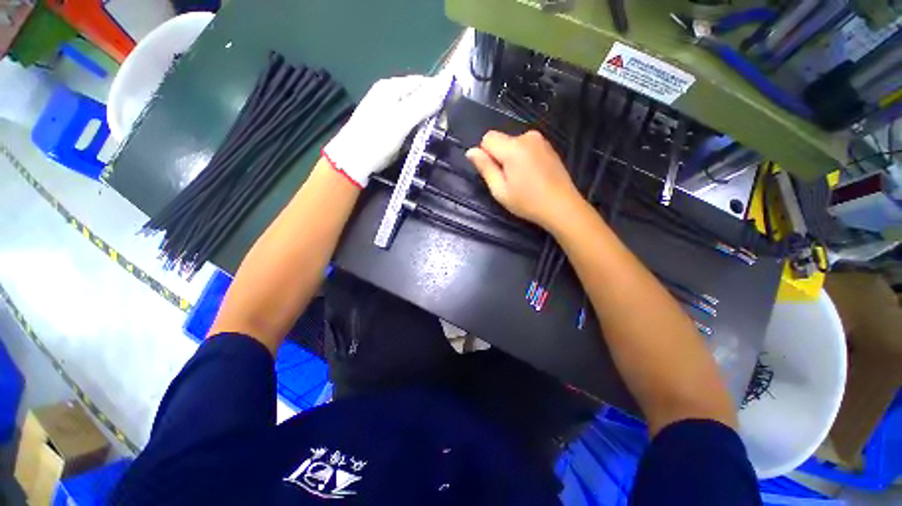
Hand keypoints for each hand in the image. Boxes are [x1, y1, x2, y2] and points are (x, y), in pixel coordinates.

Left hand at [324, 75, 448, 186]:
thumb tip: (446, 87)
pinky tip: (418, 139)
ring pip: (414, 111)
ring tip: (431, 135)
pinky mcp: (387, 126)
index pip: (422, 82)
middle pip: (418, 96)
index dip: (439, 92)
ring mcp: (386, 111)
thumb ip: (423, 104)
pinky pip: (407, 123)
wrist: (352, 162)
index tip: (452, 108)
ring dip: (425, 122)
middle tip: (441, 127)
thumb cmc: (376, 140)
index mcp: (391, 87)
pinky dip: (416, 130)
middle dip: (432, 110)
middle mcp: (389, 95)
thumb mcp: (401, 121)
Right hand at [466, 131, 583, 229]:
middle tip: (509, 180)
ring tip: (523, 179)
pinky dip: (524, 158)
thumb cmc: (528, 202)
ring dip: (512, 158)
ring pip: (514, 144)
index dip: (486, 155)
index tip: (495, 173)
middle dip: (500, 157)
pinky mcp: (549, 146)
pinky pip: (527, 147)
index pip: (488, 138)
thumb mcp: (500, 190)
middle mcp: (527, 136)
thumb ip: (485, 168)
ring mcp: (541, 140)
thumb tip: (471, 151)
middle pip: (502, 140)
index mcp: (513, 147)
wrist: (562, 206)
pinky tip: (533, 175)